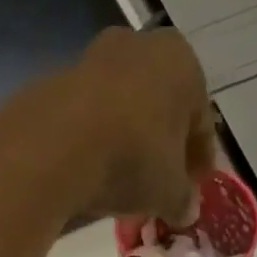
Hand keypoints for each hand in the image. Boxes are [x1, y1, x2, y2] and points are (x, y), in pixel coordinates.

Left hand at [60, 27, 215, 223]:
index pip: (201, 121)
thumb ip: (183, 200)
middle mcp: (142, 46)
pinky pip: (90, 116)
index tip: (193, 189)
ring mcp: (96, 57)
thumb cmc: (132, 159)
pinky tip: (93, 171)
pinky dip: (97, 140)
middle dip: (163, 147)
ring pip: (125, 108)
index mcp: (183, 64)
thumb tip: (187, 210)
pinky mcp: (58, 79)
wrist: (55, 147)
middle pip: (162, 108)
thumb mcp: (168, 192)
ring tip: (124, 182)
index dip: (199, 161)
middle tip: (160, 185)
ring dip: (128, 141)